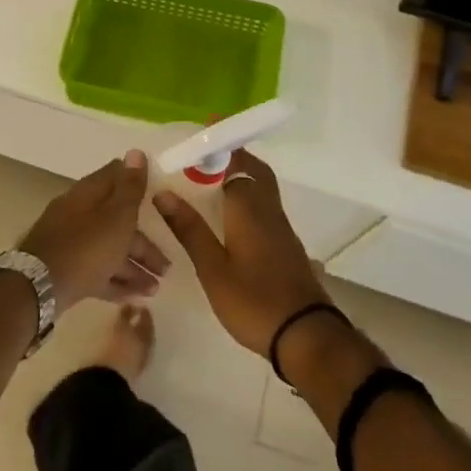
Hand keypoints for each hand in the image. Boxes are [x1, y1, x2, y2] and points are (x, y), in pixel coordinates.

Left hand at [20, 150, 170, 312]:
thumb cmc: (87, 246)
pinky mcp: (66, 269)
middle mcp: (79, 213)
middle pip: (116, 220)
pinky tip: (136, 297)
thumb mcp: (117, 215)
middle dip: (144, 242)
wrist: (40, 286)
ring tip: (155, 288)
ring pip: (109, 249)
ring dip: (134, 267)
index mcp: (89, 193)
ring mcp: (71, 242)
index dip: (137, 181)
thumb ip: (130, 187)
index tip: (160, 194)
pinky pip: (97, 271)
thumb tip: (136, 151)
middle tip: (166, 265)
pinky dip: (116, 281)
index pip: (115, 175)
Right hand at [154, 149, 329, 357]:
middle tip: (208, 153)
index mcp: (248, 208)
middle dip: (235, 156)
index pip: (235, 163)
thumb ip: (189, 229)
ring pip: (263, 188)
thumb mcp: (212, 268)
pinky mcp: (287, 245)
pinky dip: (249, 196)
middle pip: (255, 170)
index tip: (201, 135)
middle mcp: (268, 210)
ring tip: (214, 180)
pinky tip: (233, 215)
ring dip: (242, 175)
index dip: (219, 147)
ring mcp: (282, 228)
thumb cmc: (254, 301)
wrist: (306, 335)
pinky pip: (266, 205)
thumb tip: (163, 193)